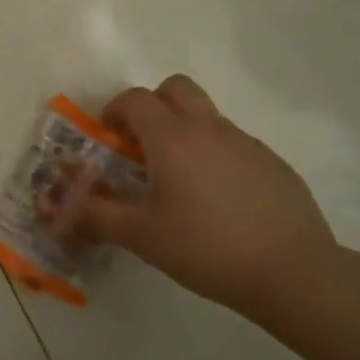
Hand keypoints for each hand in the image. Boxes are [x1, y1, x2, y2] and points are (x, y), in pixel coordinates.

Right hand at [52, 75, 337, 313]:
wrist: (292, 272)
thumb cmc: (205, 248)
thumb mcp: (141, 236)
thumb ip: (99, 215)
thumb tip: (66, 206)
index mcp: (171, 137)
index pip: (135, 99)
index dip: (115, 110)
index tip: (109, 135)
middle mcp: (207, 128)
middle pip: (176, 87)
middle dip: (154, 104)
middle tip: (145, 142)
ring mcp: (246, 143)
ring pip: (207, 116)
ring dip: (187, 131)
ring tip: (183, 180)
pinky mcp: (273, 164)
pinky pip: (235, 145)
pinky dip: (218, 157)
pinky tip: (222, 201)